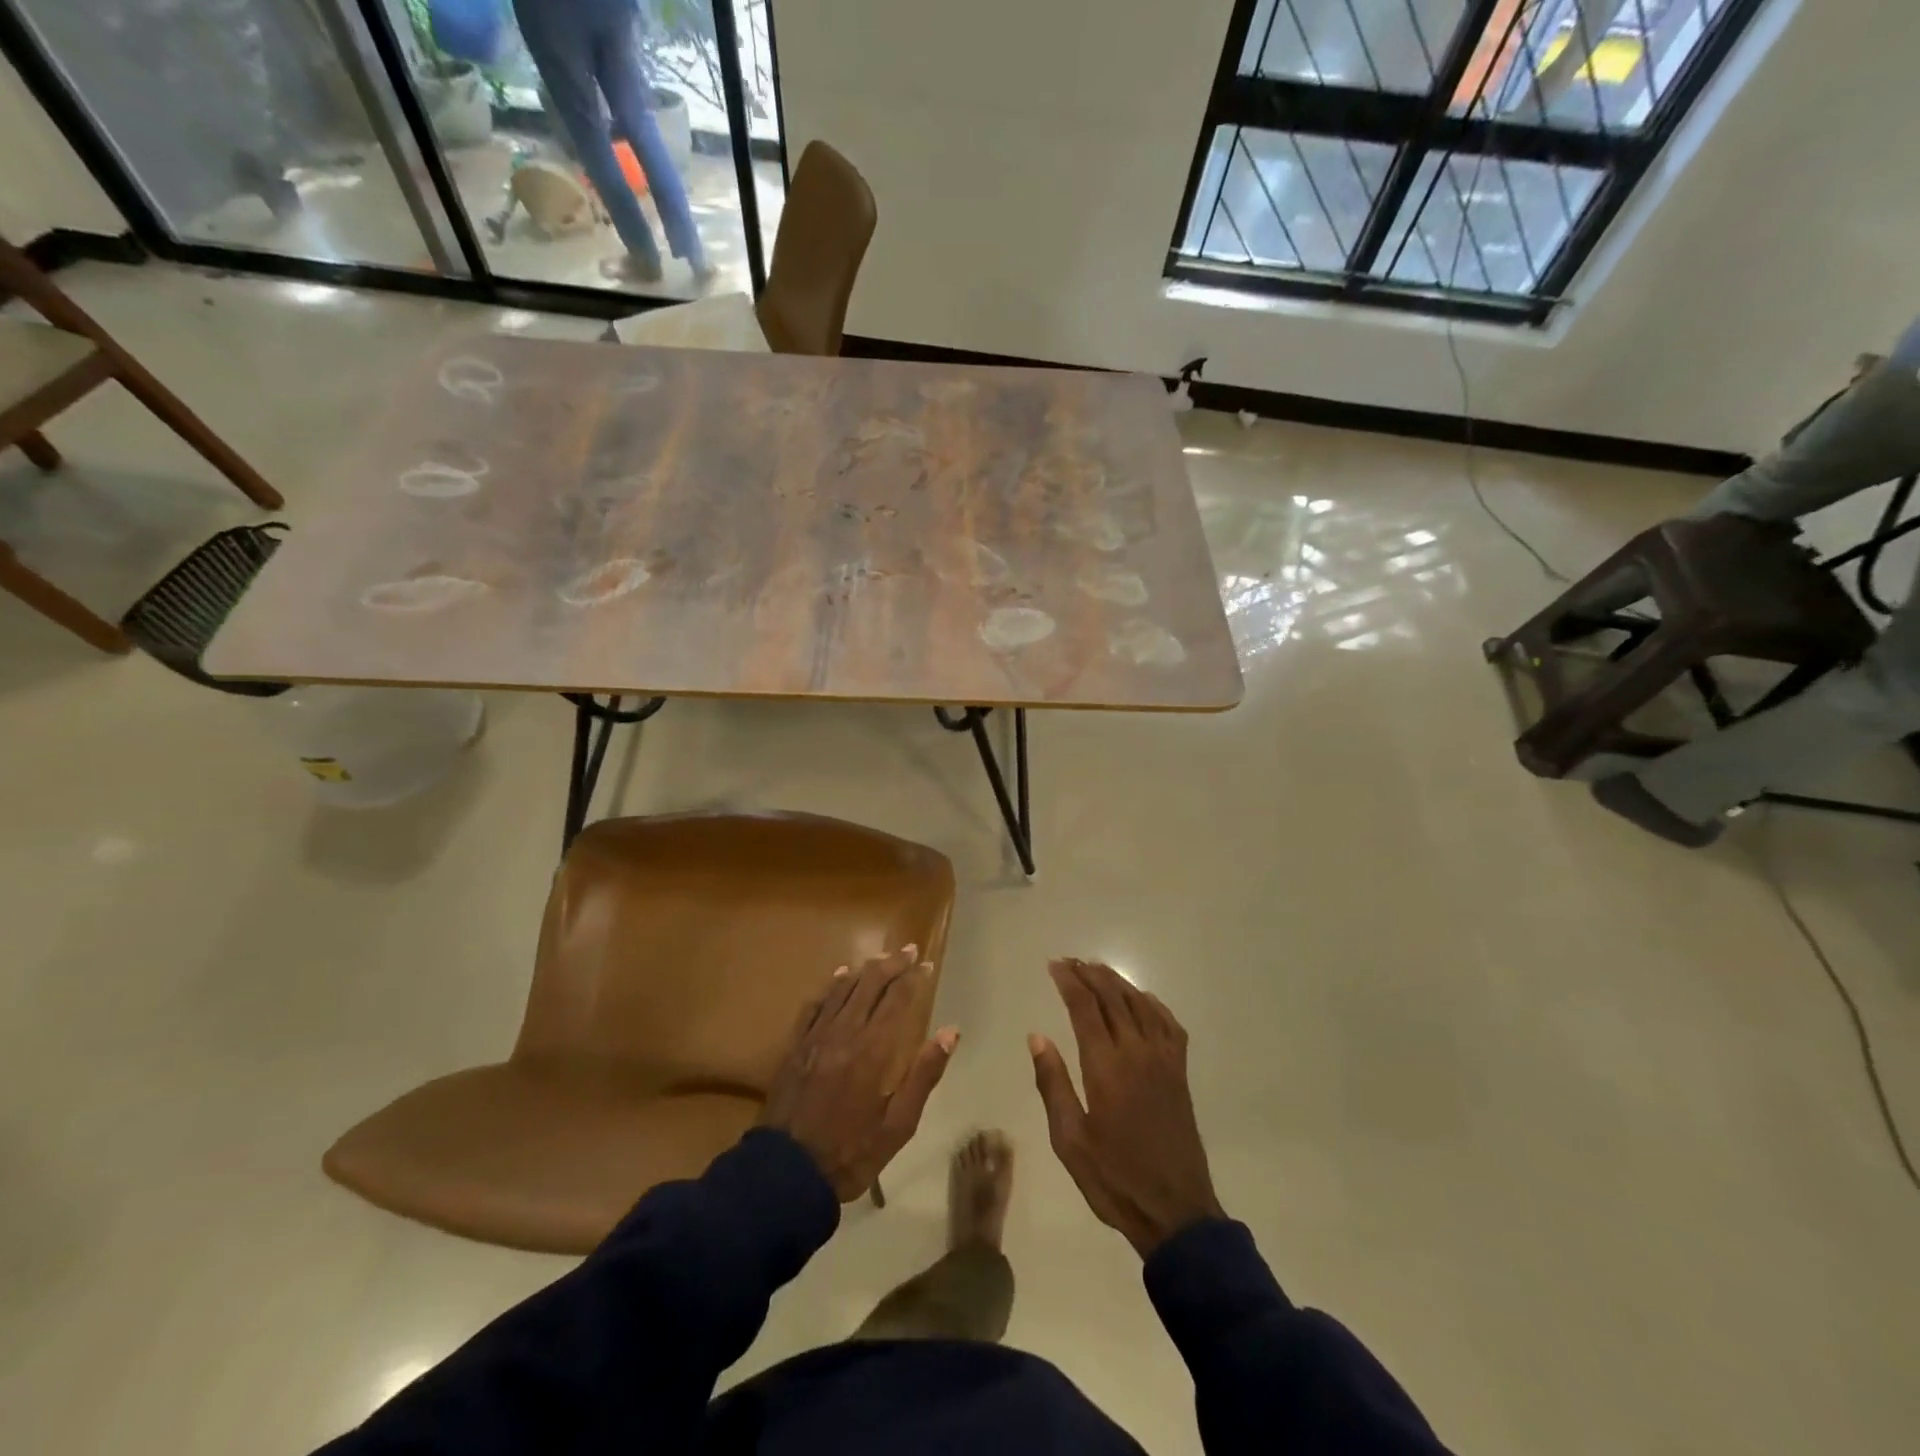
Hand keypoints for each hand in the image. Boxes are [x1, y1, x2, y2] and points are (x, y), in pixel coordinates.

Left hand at [760, 946, 957, 1201]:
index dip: (913, 978)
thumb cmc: (851, 1153)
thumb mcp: (898, 1125)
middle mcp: (845, 1032)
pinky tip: (840, 977)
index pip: (898, 1000)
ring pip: (843, 989)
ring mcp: (816, 1036)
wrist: (786, 1173)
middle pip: (870, 985)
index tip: (927, 964)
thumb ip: (924, 1074)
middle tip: (909, 950)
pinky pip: (815, 1005)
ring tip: (881, 958)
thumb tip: (950, 1032)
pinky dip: (831, 987)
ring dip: (864, 970)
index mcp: (873, 1050)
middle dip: (892, 964)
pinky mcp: (795, 1046)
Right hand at [1029, 958, 1223, 1256]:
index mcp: (1106, 1066)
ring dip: (1117, 982)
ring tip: (1097, 969)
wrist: (1175, 1210)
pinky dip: (1152, 1003)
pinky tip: (1141, 999)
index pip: (1085, 1007)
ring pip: (1140, 1004)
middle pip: (1113, 997)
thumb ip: (1053, 1083)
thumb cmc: (1114, 1177)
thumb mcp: (1069, 1139)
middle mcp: (1136, 1052)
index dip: (1069, 981)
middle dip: (1090, 974)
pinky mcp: (1179, 1072)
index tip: (1054, 965)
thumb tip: (1037, 1036)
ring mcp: (1163, 1060)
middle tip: (1070, 961)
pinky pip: (1168, 1023)